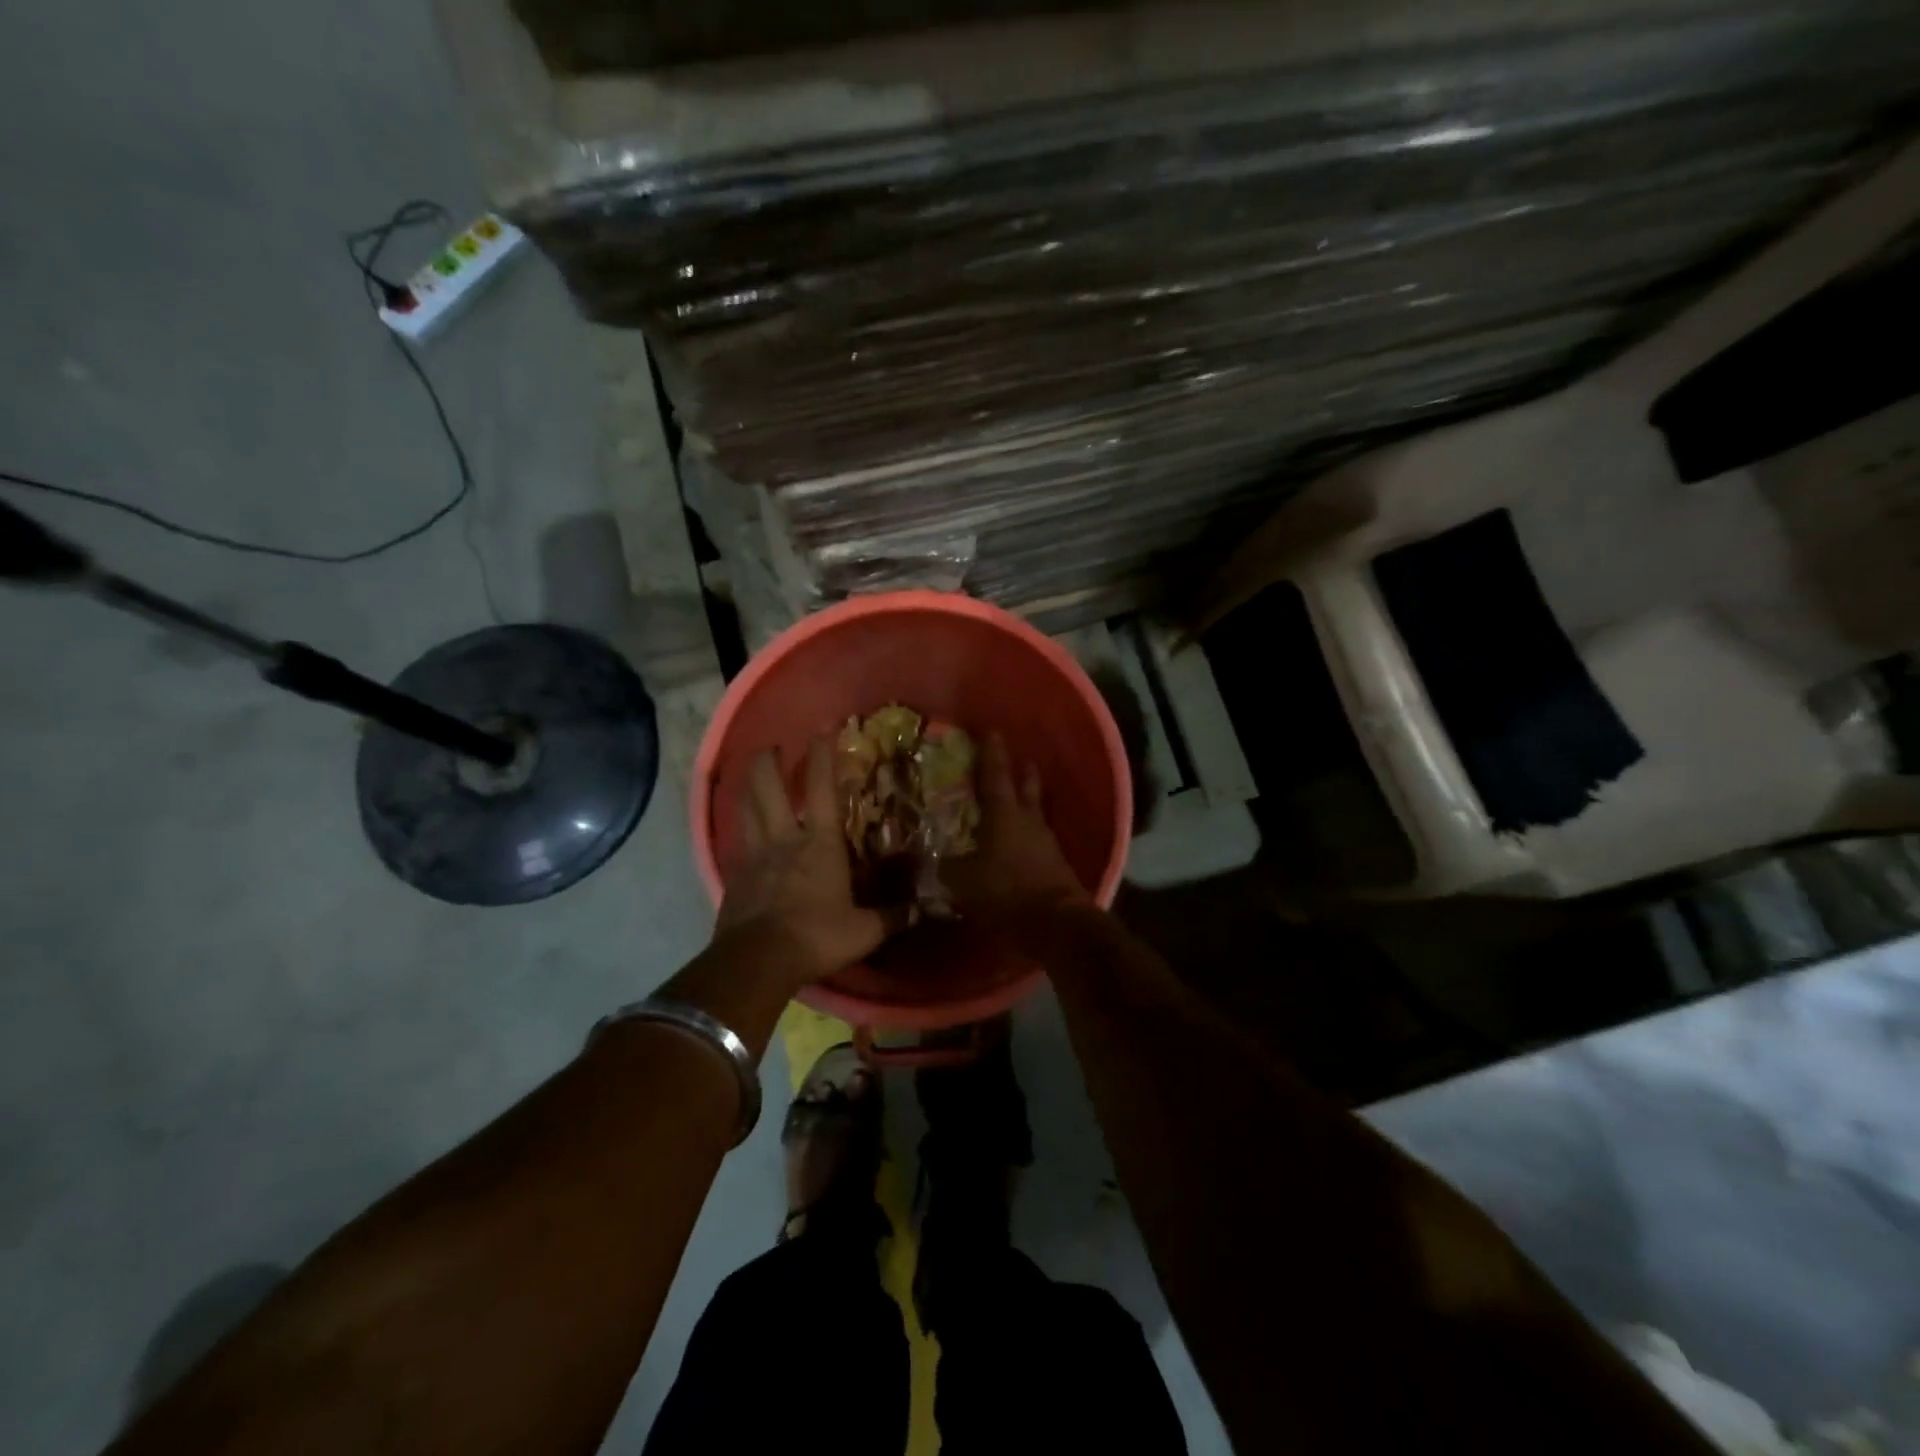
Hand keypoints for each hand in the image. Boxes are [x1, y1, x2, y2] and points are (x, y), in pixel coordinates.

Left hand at [717, 738, 896, 985]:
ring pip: (746, 808)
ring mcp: (754, 856)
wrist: (756, 962)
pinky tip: (742, 828)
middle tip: (772, 747)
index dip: (822, 756)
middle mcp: (783, 839)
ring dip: (748, 785)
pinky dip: (740, 826)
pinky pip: (737, 841)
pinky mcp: (734, 876)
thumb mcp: (864, 932)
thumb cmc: (816, 937)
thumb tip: (922, 910)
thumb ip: (892, 917)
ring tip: (752, 773)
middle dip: (768, 761)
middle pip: (768, 787)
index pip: (820, 788)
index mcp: (819, 844)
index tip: (824, 730)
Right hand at [946, 732, 1089, 917]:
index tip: (992, 731)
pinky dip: (1030, 833)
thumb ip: (945, 868)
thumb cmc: (1006, 891)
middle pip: (1026, 787)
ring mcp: (1046, 841)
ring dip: (1029, 801)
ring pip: (1036, 811)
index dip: (991, 753)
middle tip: (1020, 759)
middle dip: (1022, 771)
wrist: (1056, 921)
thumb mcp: (963, 882)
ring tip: (1021, 798)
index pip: (995, 775)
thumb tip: (927, 862)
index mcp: (1003, 814)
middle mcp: (1028, 820)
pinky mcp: (1056, 863)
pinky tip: (1023, 840)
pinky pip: (1040, 839)